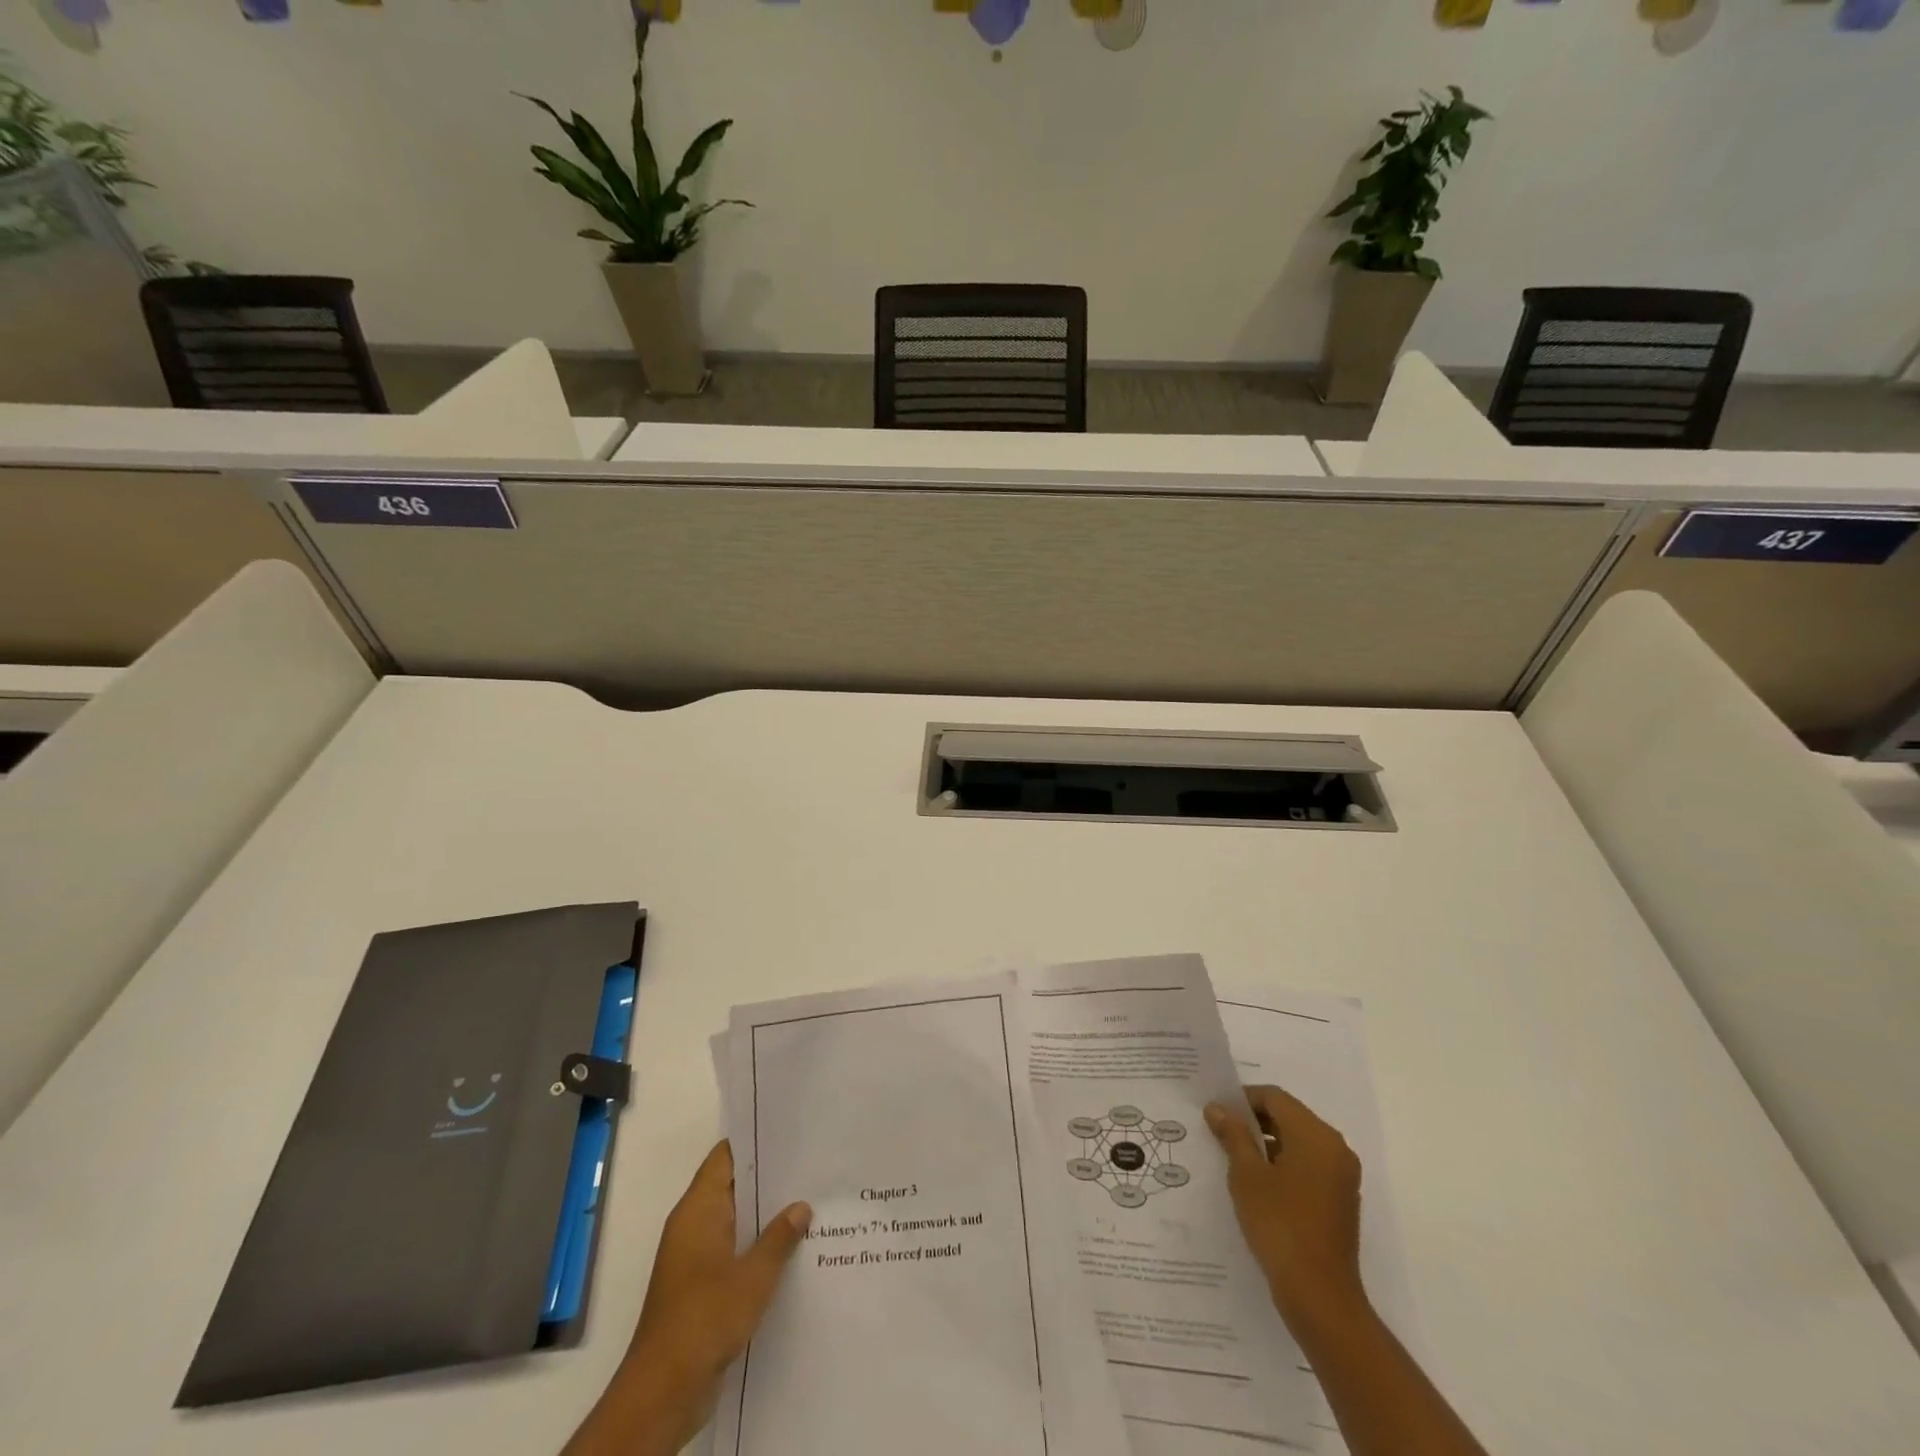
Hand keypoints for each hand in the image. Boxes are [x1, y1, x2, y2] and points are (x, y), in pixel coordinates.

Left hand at [564, 1141, 809, 1455]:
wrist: (663, 1392)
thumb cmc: (705, 1319)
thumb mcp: (753, 1276)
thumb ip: (779, 1237)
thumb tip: (801, 1206)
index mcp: (698, 1210)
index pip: (725, 1157)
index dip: (755, 1141)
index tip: (790, 1130)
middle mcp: (693, 1226)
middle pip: (733, 1187)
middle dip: (769, 1179)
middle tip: (812, 1164)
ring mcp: (695, 1259)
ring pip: (736, 1222)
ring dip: (766, 1217)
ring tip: (812, 1202)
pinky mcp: (701, 1288)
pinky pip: (734, 1253)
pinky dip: (758, 1248)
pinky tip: (793, 1251)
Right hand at [1205, 1085, 1365, 1328]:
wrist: (1320, 1297)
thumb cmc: (1280, 1225)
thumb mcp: (1246, 1175)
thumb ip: (1232, 1134)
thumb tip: (1217, 1108)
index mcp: (1316, 1135)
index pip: (1275, 1097)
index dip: (1242, 1099)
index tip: (1216, 1112)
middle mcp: (1335, 1148)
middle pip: (1289, 1117)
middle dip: (1253, 1121)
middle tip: (1219, 1132)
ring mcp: (1341, 1176)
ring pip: (1298, 1142)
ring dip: (1266, 1144)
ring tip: (1232, 1158)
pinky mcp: (1339, 1200)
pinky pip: (1307, 1166)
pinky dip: (1282, 1165)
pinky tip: (1256, 1184)